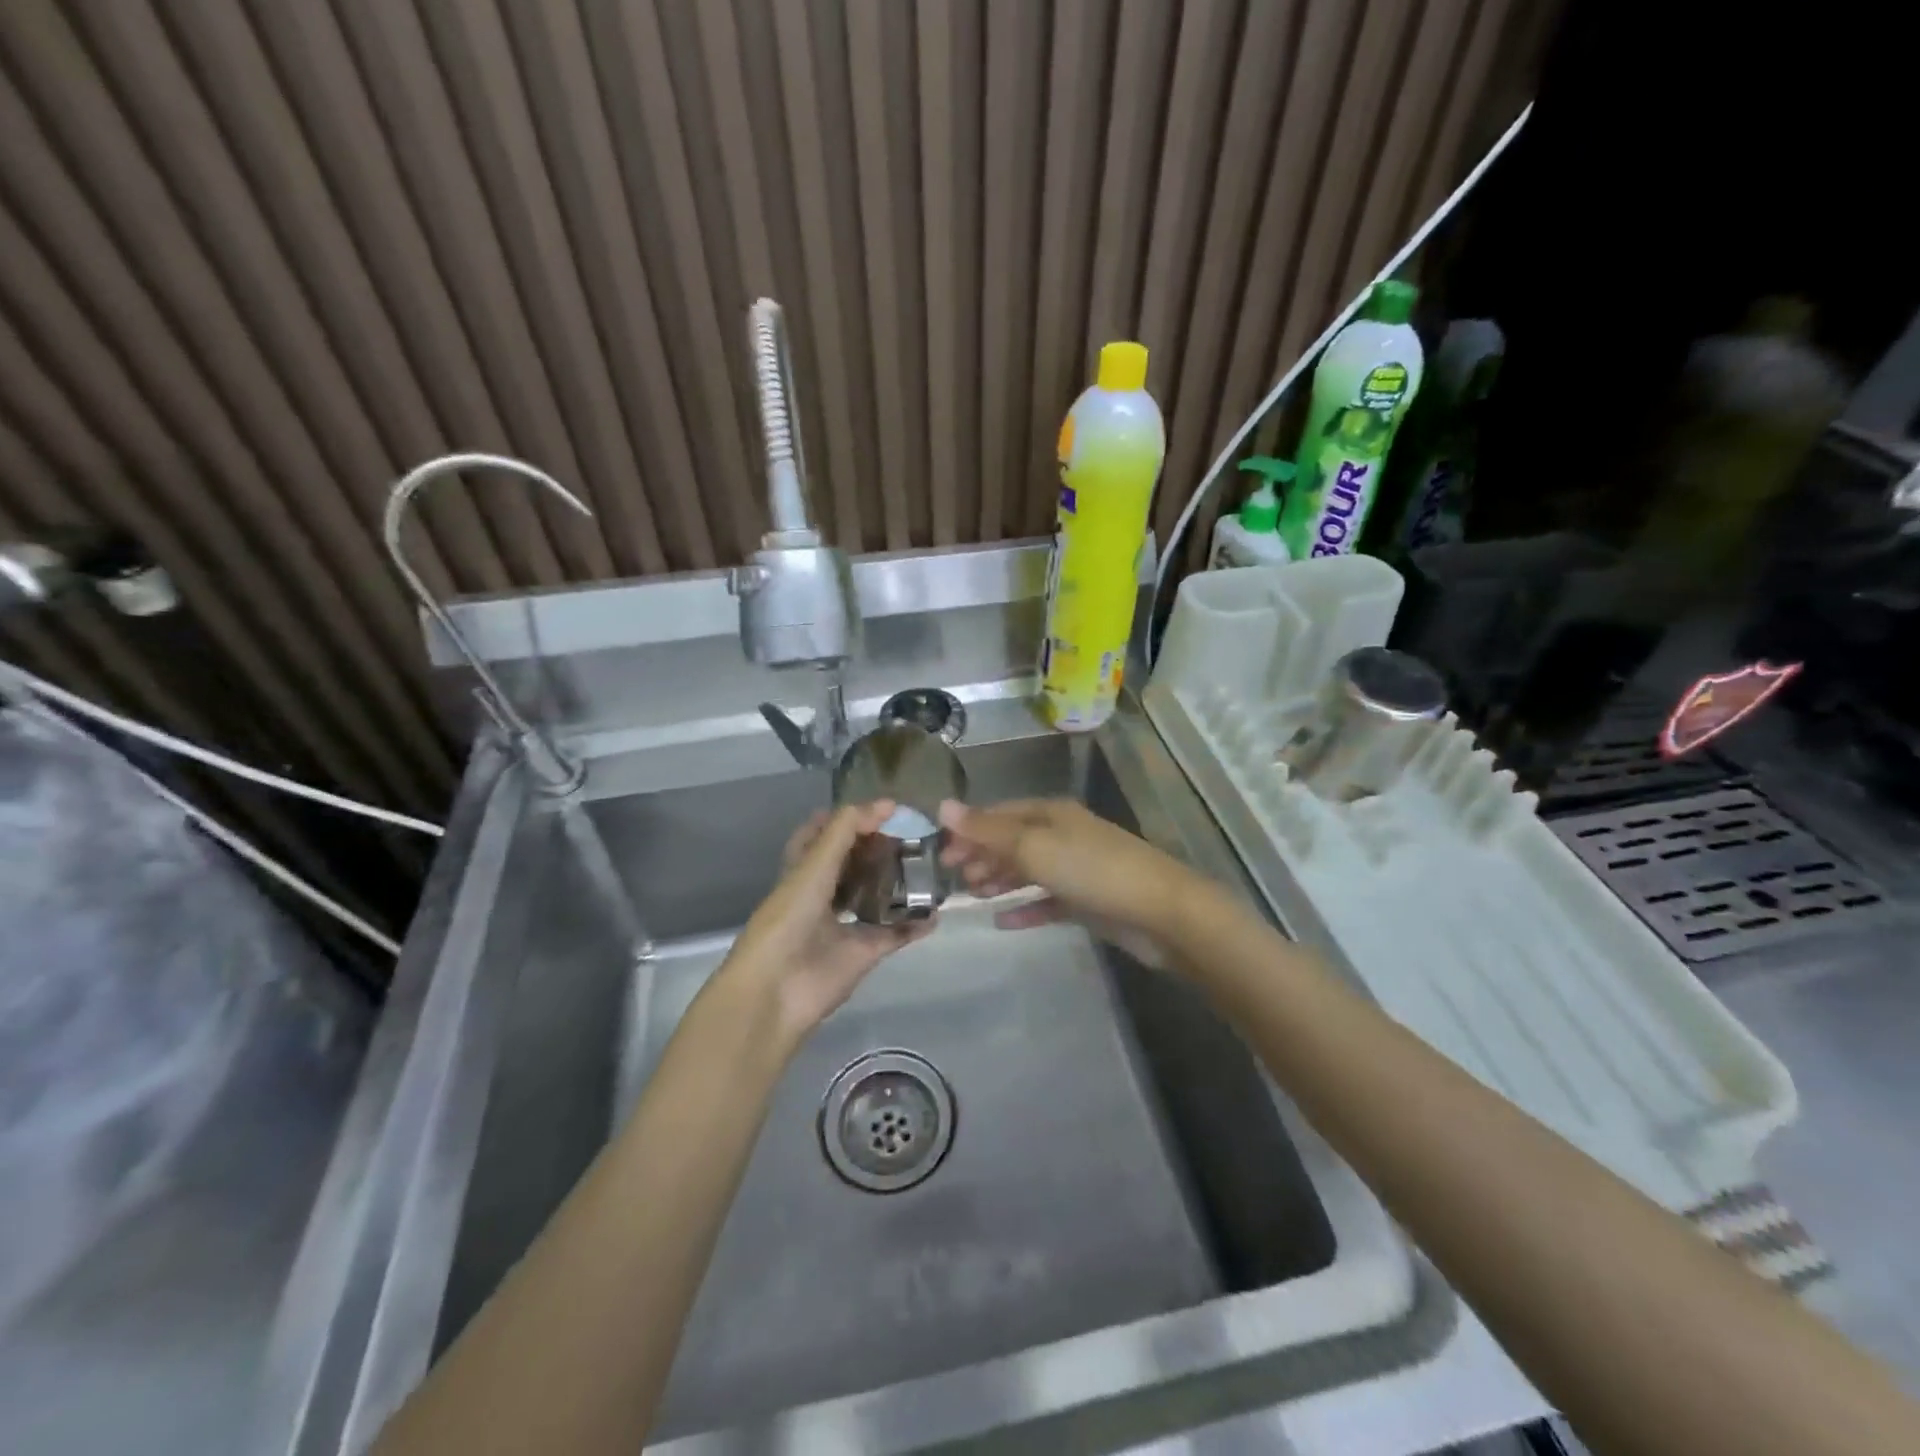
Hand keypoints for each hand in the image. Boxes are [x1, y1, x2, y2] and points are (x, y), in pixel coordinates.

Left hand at [721, 800, 936, 1041]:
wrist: (778, 989)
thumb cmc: (788, 919)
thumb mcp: (814, 866)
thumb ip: (846, 831)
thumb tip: (886, 804)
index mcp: (802, 870)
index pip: (823, 834)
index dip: (849, 819)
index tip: (885, 809)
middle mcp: (822, 894)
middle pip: (853, 864)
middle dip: (878, 849)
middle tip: (912, 836)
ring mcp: (843, 925)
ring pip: (874, 897)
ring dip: (897, 884)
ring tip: (926, 865)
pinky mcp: (862, 953)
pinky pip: (894, 934)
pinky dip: (915, 925)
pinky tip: (936, 913)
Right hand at [936, 798, 1206, 967]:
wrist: (1160, 912)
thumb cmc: (1092, 870)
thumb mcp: (1033, 846)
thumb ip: (987, 830)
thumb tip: (942, 805)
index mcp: (1050, 814)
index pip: (998, 815)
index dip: (968, 830)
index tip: (940, 854)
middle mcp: (1062, 835)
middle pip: (1012, 841)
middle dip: (981, 856)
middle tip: (952, 879)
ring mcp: (1076, 868)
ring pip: (1028, 870)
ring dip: (999, 880)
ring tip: (972, 896)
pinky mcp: (1087, 900)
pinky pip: (1046, 901)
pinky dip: (1024, 908)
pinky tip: (1002, 922)